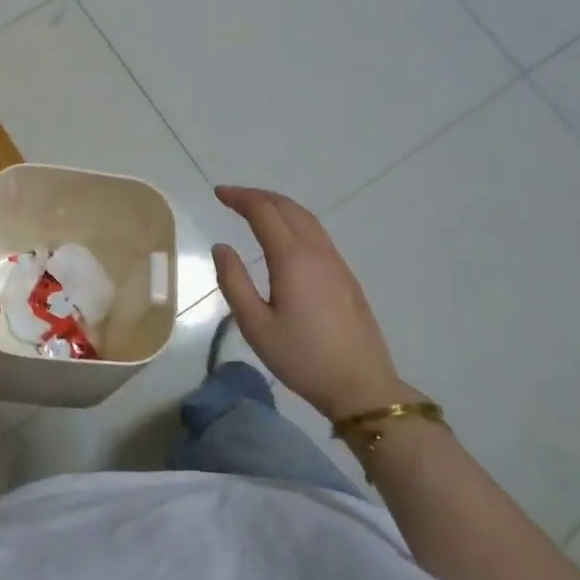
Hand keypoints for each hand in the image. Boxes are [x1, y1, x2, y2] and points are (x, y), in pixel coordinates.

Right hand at [211, 185, 422, 422]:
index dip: (239, 198)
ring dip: (279, 207)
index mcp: (292, 258)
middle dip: (258, 196)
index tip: (218, 193)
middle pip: (288, 207)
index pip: (263, 212)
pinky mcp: (346, 277)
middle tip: (232, 198)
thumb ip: (234, 282)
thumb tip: (221, 247)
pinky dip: (294, 222)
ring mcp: (336, 262)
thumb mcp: (255, 325)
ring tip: (255, 211)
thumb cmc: (302, 358)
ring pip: (306, 218)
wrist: (361, 385)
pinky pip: (317, 234)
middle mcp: (317, 251)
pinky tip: (284, 239)